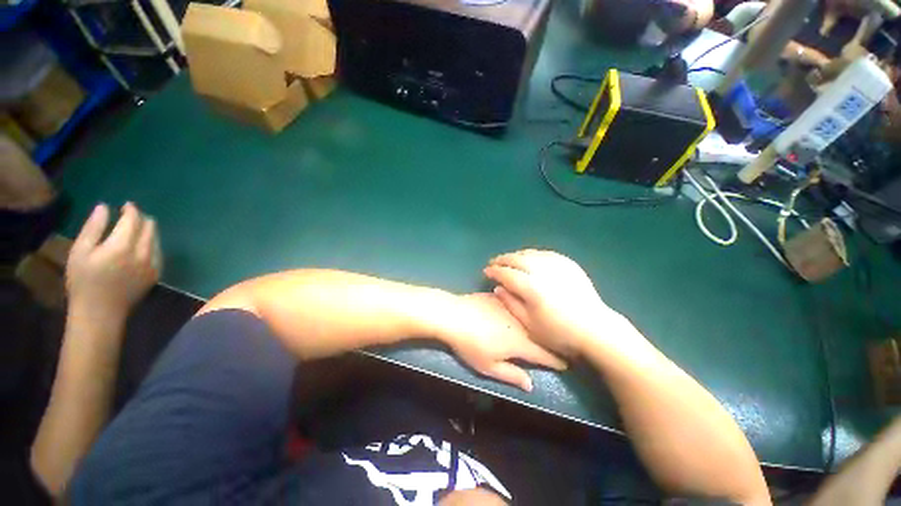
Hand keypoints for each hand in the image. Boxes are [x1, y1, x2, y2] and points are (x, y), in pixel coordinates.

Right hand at [66, 202, 159, 319]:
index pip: (134, 220)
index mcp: (123, 246)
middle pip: (149, 228)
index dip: (131, 210)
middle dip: (141, 218)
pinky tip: (142, 245)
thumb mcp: (80, 251)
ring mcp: (153, 265)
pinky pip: (158, 253)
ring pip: (156, 239)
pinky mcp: (156, 274)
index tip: (126, 205)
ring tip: (135, 228)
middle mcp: (143, 253)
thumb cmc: (83, 282)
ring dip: (148, 231)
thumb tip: (104, 207)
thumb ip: (94, 227)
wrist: (100, 313)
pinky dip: (152, 244)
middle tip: (130, 216)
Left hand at [439, 293, 565, 391]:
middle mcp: (520, 323)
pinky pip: (512, 305)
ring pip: (527, 317)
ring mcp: (509, 307)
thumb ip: (512, 375)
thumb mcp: (489, 366)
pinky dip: (517, 310)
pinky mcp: (498, 297)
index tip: (566, 364)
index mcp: (521, 342)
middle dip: (548, 341)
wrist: (454, 315)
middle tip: (555, 345)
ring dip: (534, 323)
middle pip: (539, 334)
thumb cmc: (470, 345)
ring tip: (539, 325)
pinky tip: (515, 309)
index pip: (544, 354)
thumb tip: (530, 385)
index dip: (556, 361)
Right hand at [483, 249, 623, 357]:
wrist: (596, 330)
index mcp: (532, 288)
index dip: (494, 271)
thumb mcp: (530, 325)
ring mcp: (557, 265)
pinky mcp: (568, 264)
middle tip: (494, 262)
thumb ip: (511, 304)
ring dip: (516, 255)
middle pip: (517, 259)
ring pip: (530, 253)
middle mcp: (542, 272)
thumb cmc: (559, 333)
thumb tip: (498, 288)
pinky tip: (530, 257)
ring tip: (509, 259)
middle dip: (502, 259)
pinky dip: (533, 254)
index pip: (506, 273)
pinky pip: (545, 253)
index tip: (486, 271)